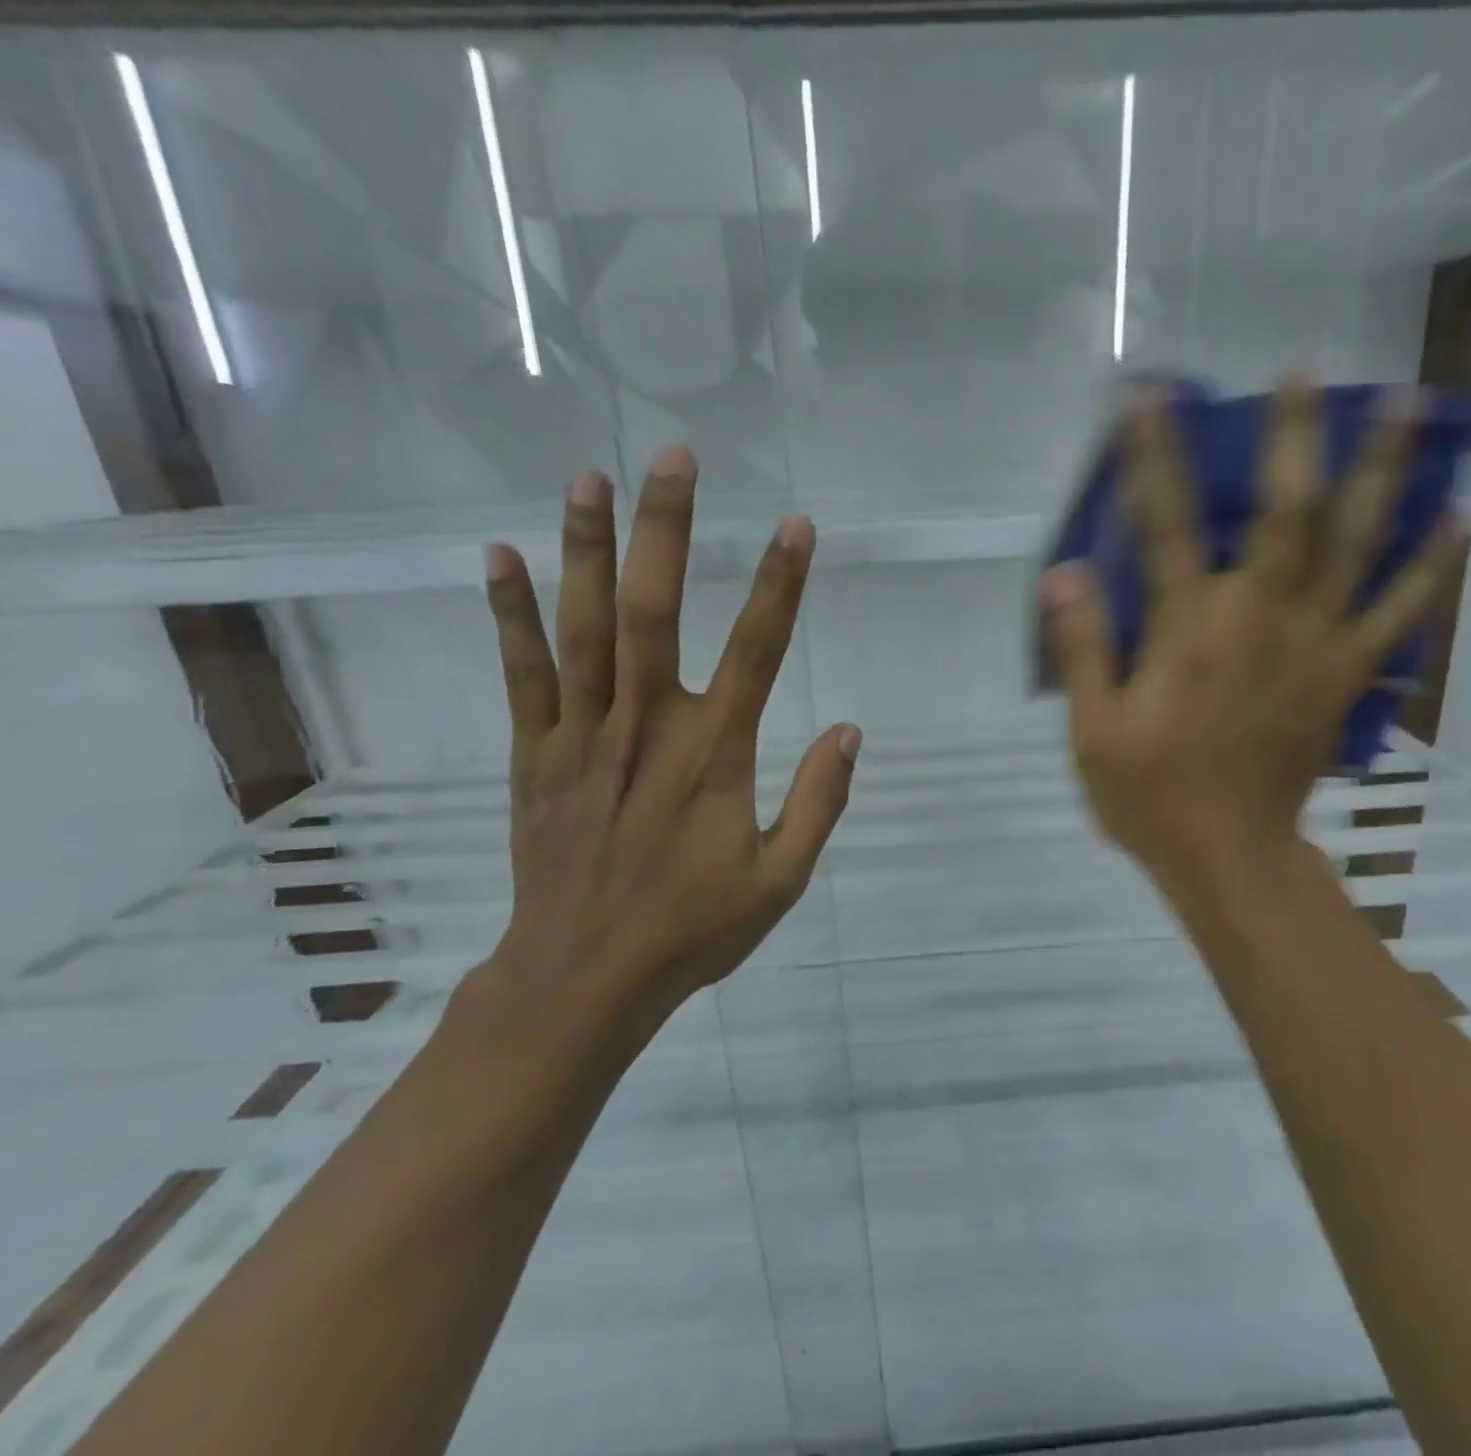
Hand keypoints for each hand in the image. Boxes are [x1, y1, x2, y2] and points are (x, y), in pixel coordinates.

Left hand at [464, 449, 860, 1073]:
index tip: (797, 525)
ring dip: (588, 549)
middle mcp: (647, 727)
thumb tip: (849, 732)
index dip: (781, 584)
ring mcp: (582, 735)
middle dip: (668, 530)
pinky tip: (500, 556)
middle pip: (656, 613)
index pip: (758, 650)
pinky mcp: (535, 753)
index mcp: (714, 755)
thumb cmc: (692, 928)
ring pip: (584, 627)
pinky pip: (522, 673)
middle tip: (674, 458)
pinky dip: (510, 613)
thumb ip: (818, 802)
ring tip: (590, 478)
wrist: (584, 977)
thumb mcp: (781, 880)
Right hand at [1040, 378, 1465, 905]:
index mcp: (1189, 633)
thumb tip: (1065, 573)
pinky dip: (1432, 565)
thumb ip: (1084, 648)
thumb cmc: (1152, 795)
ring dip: (1384, 473)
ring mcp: (1317, 647)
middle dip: (1294, 437)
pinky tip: (1458, 517)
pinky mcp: (1348, 677)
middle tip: (1308, 373)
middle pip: (1287, 514)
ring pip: (1357, 546)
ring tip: (1411, 408)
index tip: (1152, 397)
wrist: (1230, 857)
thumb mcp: (1094, 730)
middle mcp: (1260, 622)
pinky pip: (1401, 613)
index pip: (1166, 528)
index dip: (1155, 458)